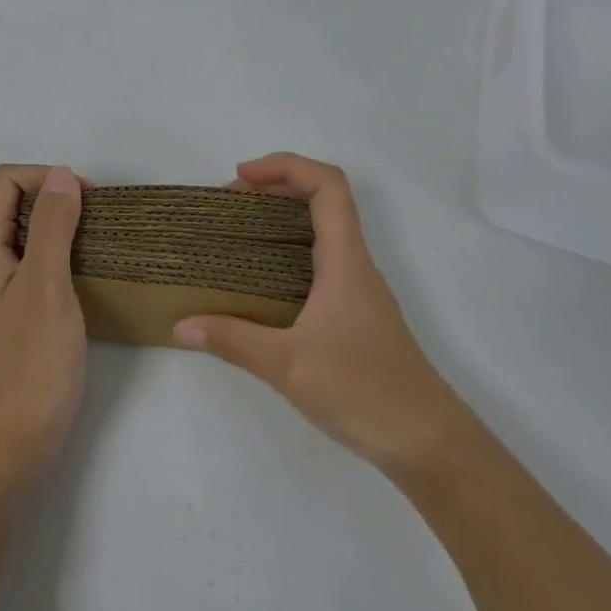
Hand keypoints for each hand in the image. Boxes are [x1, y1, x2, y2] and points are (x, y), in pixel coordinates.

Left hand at [0, 164, 87, 492]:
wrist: (10, 443)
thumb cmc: (30, 361)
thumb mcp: (46, 284)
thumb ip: (52, 225)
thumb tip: (62, 175)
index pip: (5, 181)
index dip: (46, 177)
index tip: (88, 200)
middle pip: (11, 204)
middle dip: (54, 199)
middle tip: (98, 221)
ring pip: (23, 235)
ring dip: (59, 228)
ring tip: (97, 245)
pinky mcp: (7, 314)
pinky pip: (30, 265)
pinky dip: (57, 257)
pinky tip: (84, 276)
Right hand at [174, 153, 464, 477]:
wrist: (430, 444)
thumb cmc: (364, 391)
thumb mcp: (287, 366)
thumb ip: (232, 341)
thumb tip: (181, 325)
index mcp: (345, 260)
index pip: (327, 185)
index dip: (285, 166)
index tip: (240, 178)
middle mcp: (356, 266)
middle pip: (325, 200)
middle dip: (276, 187)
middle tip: (230, 204)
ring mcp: (360, 291)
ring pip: (325, 231)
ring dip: (284, 218)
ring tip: (239, 234)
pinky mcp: (357, 316)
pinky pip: (322, 262)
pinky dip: (290, 252)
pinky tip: (263, 284)